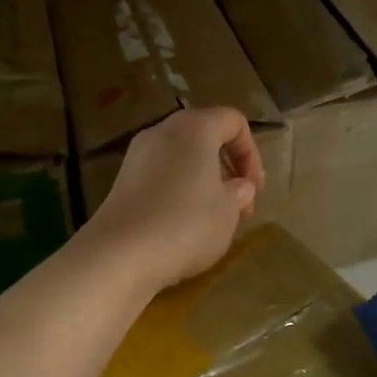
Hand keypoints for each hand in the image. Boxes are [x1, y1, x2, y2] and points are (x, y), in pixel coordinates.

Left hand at [84, 107, 264, 293]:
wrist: (120, 254)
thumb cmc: (186, 224)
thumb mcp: (228, 211)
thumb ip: (239, 193)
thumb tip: (239, 186)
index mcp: (195, 128)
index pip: (233, 121)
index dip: (252, 153)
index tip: (255, 189)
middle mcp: (163, 131)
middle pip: (205, 137)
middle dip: (227, 168)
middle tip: (239, 205)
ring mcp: (137, 155)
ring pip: (182, 158)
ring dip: (203, 182)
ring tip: (214, 219)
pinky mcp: (122, 181)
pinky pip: (160, 176)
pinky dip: (178, 192)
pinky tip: (183, 226)